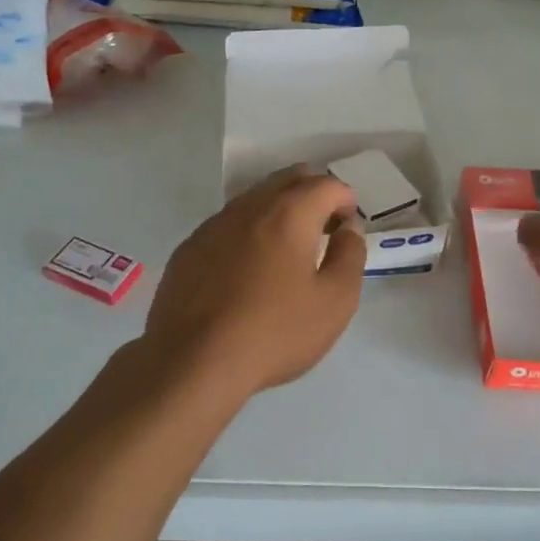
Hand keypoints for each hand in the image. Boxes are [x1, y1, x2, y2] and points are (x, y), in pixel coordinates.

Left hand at [144, 166, 366, 396]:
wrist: (192, 362)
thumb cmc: (274, 332)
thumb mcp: (335, 302)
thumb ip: (350, 256)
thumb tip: (348, 229)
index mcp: (289, 213)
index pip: (327, 184)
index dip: (346, 201)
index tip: (346, 231)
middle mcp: (249, 207)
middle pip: (288, 179)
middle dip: (313, 195)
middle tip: (323, 231)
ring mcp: (213, 225)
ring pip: (255, 199)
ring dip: (279, 212)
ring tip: (286, 254)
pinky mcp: (189, 249)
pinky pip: (227, 225)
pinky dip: (248, 234)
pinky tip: (246, 273)